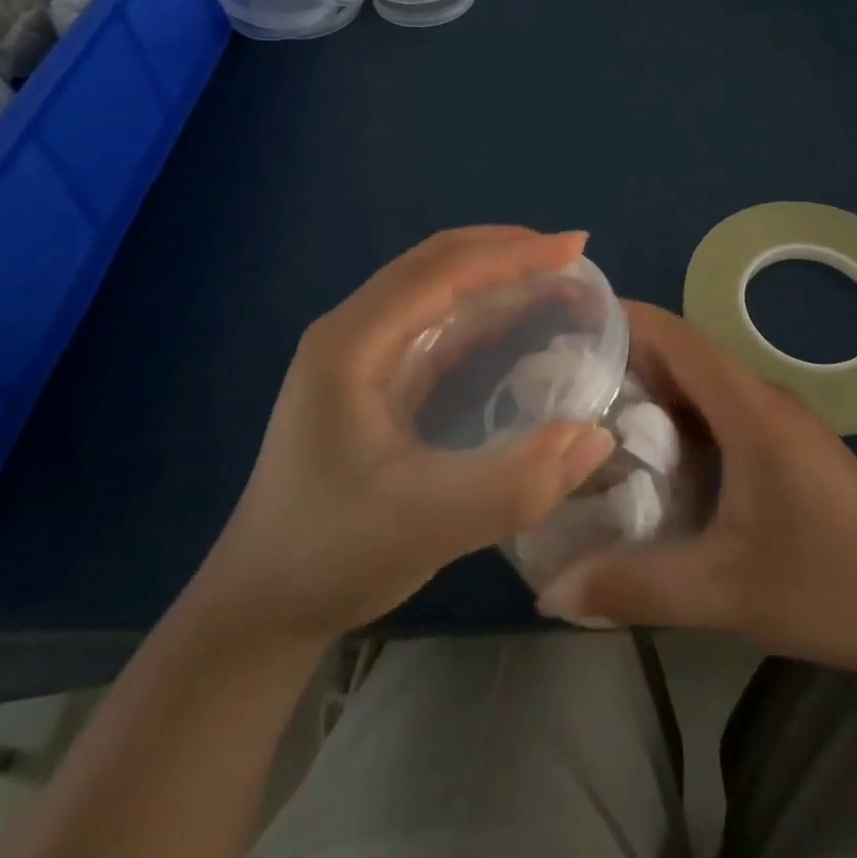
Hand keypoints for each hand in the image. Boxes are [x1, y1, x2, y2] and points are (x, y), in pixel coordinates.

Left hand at [194, 227, 616, 639]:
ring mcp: (360, 354)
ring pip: (437, 288)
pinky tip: (519, 323)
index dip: (512, 253)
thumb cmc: (330, 556)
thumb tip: (596, 435)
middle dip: (506, 251)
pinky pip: (436, 324)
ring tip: (556, 279)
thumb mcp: (426, 525)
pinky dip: (483, 312)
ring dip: (496, 276)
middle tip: (572, 257)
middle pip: (437, 262)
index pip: (441, 270)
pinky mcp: (373, 379)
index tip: (576, 248)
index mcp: (352, 343)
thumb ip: (514, 484)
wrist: (260, 609)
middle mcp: (353, 332)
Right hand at [539, 302, 856, 678]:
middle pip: (685, 353)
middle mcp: (763, 398)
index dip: (625, 319)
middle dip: (626, 357)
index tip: (571, 323)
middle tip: (565, 378)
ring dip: (653, 388)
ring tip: (594, 412)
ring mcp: (780, 419)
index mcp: (749, 409)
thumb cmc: (828, 587)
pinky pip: (722, 409)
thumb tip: (551, 591)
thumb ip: (636, 588)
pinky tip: (654, 455)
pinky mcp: (787, 444)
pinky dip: (680, 416)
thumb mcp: (724, 592)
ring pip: (704, 382)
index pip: (678, 336)